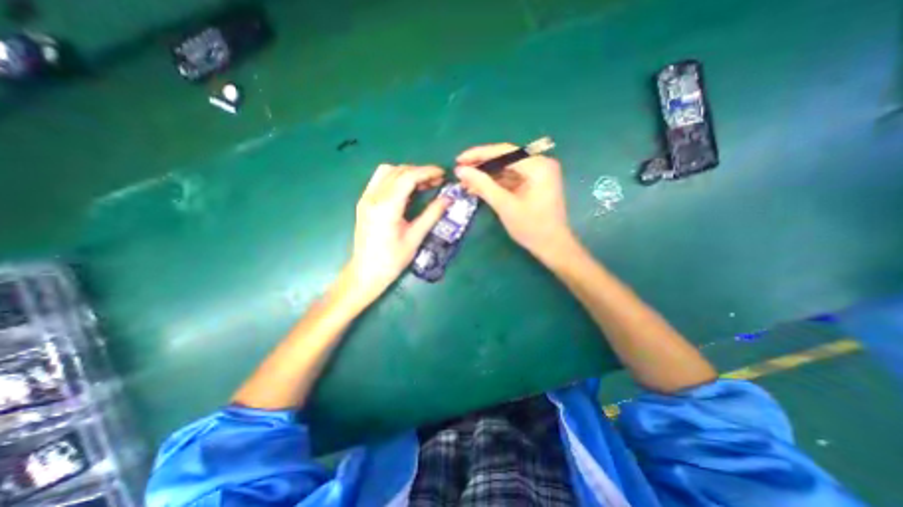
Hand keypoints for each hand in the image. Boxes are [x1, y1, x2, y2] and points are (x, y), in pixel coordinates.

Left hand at [344, 165, 448, 299]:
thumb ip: (432, 215)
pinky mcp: (364, 202)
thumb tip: (448, 199)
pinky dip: (396, 179)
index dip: (427, 172)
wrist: (366, 272)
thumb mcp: (415, 238)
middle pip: (398, 171)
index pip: (408, 177)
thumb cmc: (392, 260)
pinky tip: (407, 191)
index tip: (443, 174)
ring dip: (407, 173)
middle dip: (419, 172)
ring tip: (423, 184)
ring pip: (387, 172)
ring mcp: (366, 198)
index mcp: (386, 207)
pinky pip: (380, 180)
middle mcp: (373, 197)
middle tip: (436, 181)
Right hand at [456, 143, 574, 260]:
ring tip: (465, 182)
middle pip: (505, 158)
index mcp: (538, 166)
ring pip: (506, 169)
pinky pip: (511, 178)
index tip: (459, 160)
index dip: (479, 154)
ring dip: (486, 175)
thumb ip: (483, 185)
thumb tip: (461, 170)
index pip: (504, 151)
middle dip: (481, 166)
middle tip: (460, 172)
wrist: (552, 247)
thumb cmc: (532, 228)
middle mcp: (540, 164)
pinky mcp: (534, 183)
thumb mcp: (505, 206)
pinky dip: (495, 183)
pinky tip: (478, 188)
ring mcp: (538, 174)